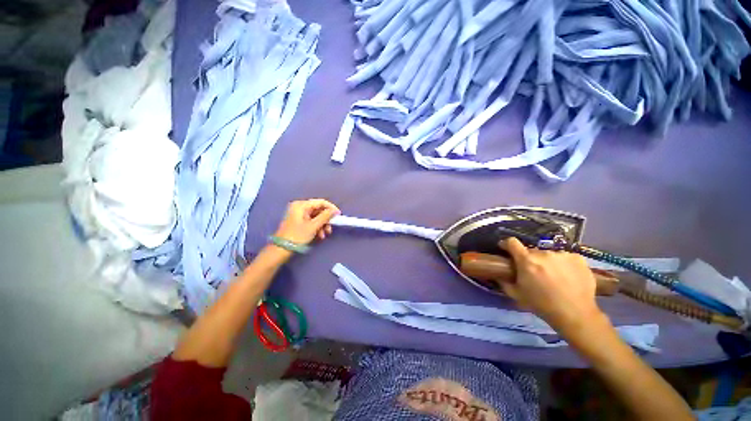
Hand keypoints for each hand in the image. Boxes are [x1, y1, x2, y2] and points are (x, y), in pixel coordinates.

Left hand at [274, 199, 339, 244]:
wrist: (281, 249)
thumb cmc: (297, 236)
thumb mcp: (313, 226)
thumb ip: (325, 216)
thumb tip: (335, 210)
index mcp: (301, 205)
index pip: (320, 202)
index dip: (331, 208)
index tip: (338, 215)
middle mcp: (299, 207)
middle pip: (318, 210)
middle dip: (326, 220)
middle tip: (331, 228)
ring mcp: (298, 214)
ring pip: (316, 217)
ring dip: (322, 225)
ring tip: (324, 235)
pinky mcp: (298, 221)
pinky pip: (311, 221)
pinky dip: (317, 227)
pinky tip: (319, 236)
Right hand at [500, 237, 606, 332]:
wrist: (575, 314)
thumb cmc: (541, 305)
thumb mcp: (516, 294)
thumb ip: (504, 282)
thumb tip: (497, 274)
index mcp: (526, 261)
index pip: (512, 242)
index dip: (507, 244)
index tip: (506, 248)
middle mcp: (543, 254)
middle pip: (531, 251)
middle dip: (529, 258)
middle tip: (534, 271)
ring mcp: (562, 255)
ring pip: (549, 254)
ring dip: (547, 261)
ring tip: (553, 275)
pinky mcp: (577, 258)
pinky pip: (565, 257)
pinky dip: (563, 264)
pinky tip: (567, 275)